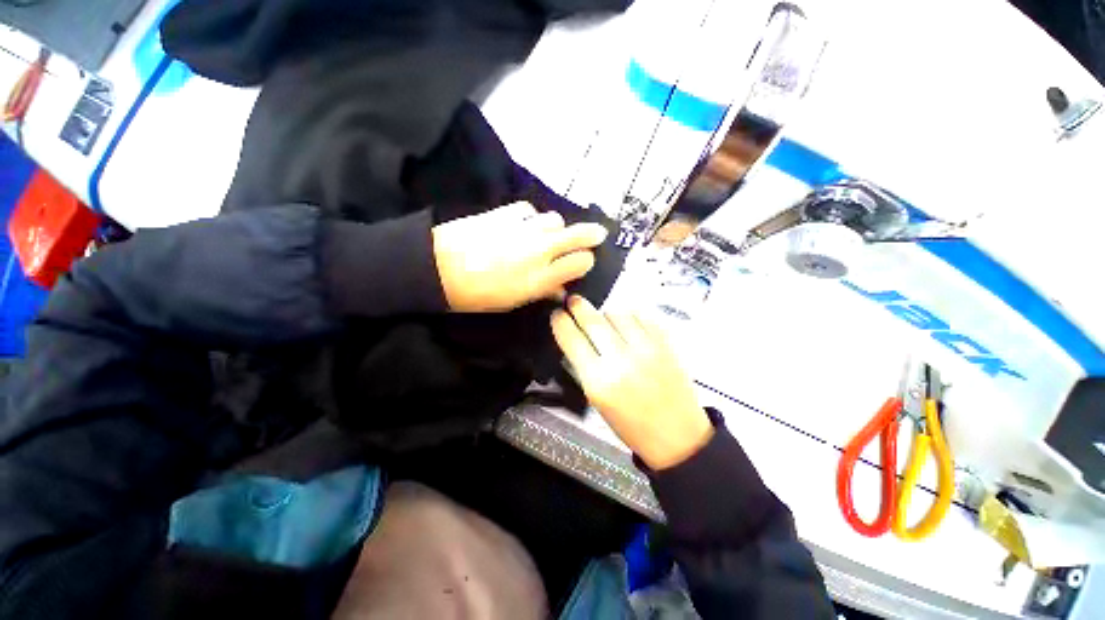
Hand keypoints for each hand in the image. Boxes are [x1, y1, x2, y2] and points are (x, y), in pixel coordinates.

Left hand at [432, 202, 607, 311]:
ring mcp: (523, 228)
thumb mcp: (513, 302)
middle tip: (598, 234)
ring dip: (557, 228)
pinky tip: (523, 225)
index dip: (586, 262)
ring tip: (548, 235)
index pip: (581, 263)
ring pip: (555, 220)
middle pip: (577, 235)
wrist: (437, 267)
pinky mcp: (506, 211)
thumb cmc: (476, 295)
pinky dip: (532, 218)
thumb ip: (542, 292)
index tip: (584, 263)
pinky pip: (530, 210)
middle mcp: (538, 250)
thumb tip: (561, 290)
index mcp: (540, 278)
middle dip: (591, 235)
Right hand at [551, 296, 713, 469]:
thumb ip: (583, 366)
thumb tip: (573, 337)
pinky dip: (629, 316)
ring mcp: (646, 349)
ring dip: (605, 314)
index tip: (557, 315)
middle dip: (578, 306)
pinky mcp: (665, 343)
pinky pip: (640, 315)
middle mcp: (622, 361)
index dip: (560, 322)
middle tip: (573, 302)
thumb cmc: (632, 424)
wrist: (677, 434)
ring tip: (605, 323)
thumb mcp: (596, 401)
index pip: (571, 339)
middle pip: (592, 319)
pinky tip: (627, 326)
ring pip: (616, 312)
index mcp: (599, 382)